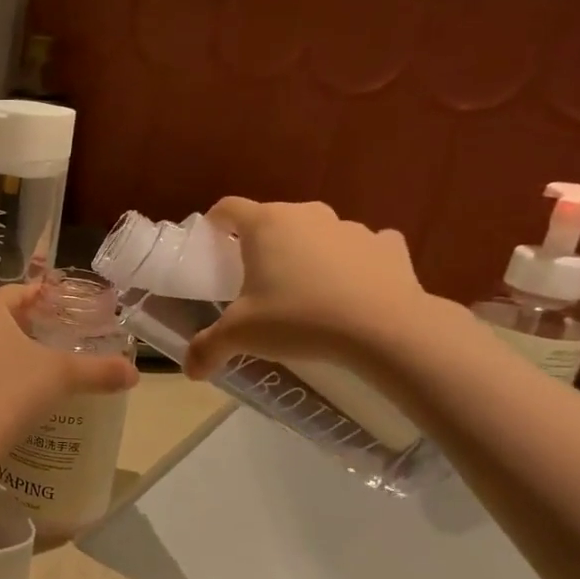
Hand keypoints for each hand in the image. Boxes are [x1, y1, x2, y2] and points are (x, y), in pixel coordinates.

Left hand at [0, 283, 138, 449]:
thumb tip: (134, 373)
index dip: (44, 299)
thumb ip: (99, 370)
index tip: (65, 308)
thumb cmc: (11, 392)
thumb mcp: (62, 376)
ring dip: (0, 354)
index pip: (17, 293)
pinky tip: (4, 397)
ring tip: (30, 370)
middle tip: (53, 340)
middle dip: (23, 328)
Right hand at [183, 199, 432, 379]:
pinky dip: (354, 265)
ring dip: (308, 254)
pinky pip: (363, 249)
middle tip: (256, 281)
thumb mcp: (240, 336)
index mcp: (265, 224)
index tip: (211, 247)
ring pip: (318, 234)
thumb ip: (208, 347)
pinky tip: (352, 292)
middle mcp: (307, 215)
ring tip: (306, 293)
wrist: (385, 330)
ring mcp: (351, 227)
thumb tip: (190, 370)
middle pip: (274, 220)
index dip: (215, 224)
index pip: (228, 208)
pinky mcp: (389, 246)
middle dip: (263, 245)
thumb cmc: (298, 319)